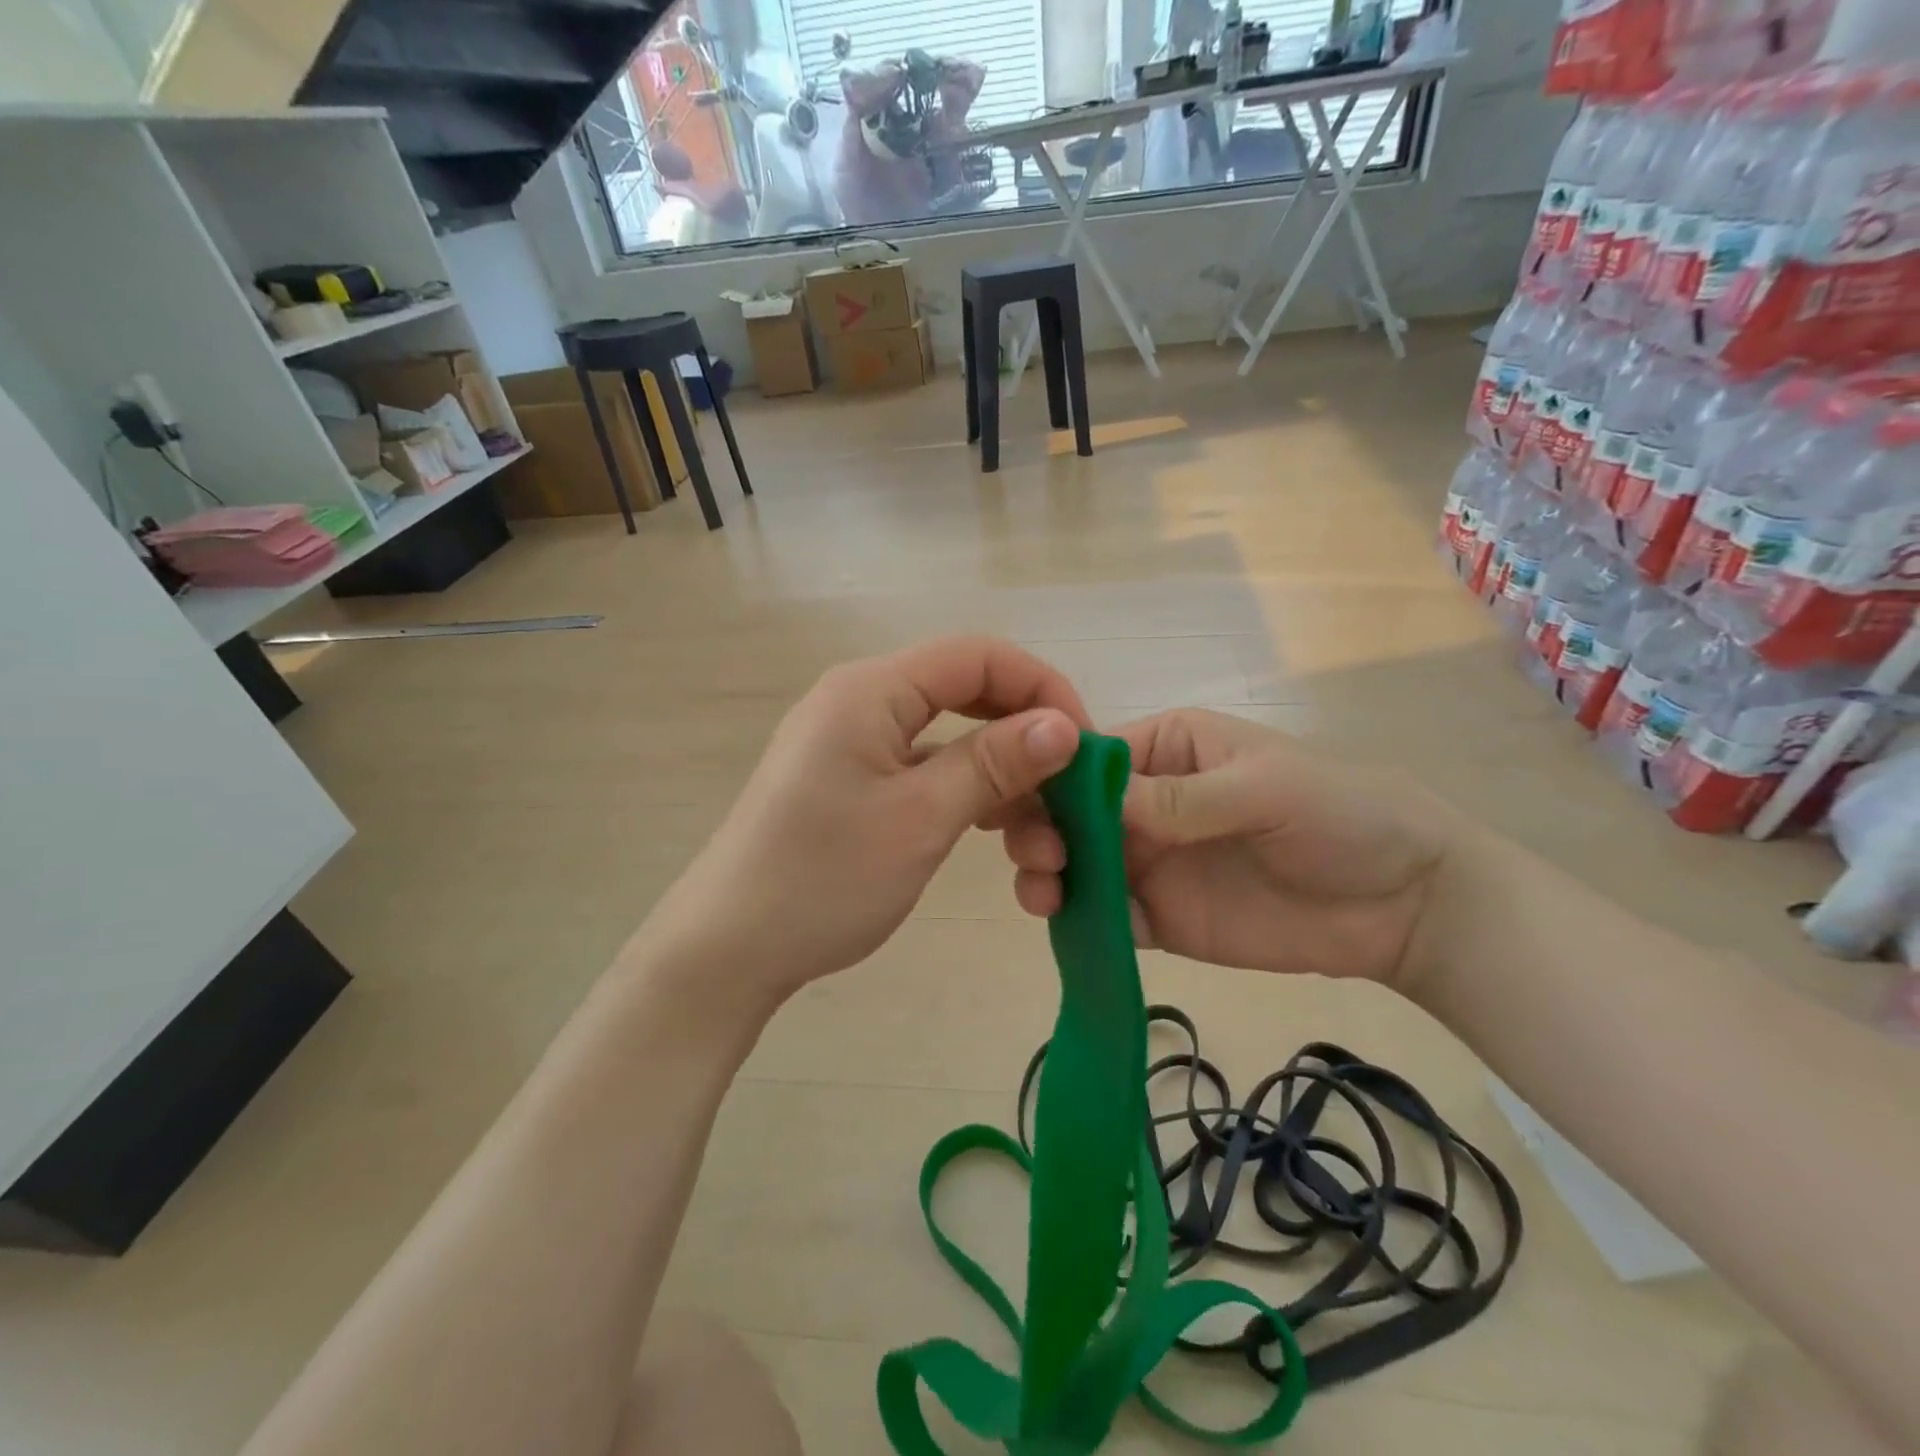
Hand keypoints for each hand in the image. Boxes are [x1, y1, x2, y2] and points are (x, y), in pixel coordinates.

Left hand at [640, 637, 1088, 1011]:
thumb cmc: (824, 879)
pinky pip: (925, 766)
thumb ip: (993, 763)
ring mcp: (854, 742)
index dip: (1040, 688)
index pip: (977, 656)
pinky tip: (994, 829)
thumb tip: (1063, 725)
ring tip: (1038, 835)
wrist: (729, 949)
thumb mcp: (921, 818)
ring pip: (949, 735)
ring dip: (1000, 775)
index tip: (1084, 746)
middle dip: (1024, 734)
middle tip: (1069, 788)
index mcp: (870, 690)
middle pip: (966, 691)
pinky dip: (965, 791)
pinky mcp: (852, 780)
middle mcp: (861, 700)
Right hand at [1000, 710, 1460, 986]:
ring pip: (1078, 864)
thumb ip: (1181, 798)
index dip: (1048, 776)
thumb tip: (1092, 798)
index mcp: (1166, 751)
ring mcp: (1151, 862)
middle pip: (1070, 812)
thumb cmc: (1341, 815)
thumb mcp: (1264, 788)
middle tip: (1040, 855)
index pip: (1088, 758)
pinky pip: (1108, 916)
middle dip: (1041, 827)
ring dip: (1049, 873)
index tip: (1014, 802)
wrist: (1404, 904)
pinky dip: (1082, 921)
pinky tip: (1073, 927)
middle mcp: (1146, 803)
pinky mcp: (1162, 917)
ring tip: (1043, 893)